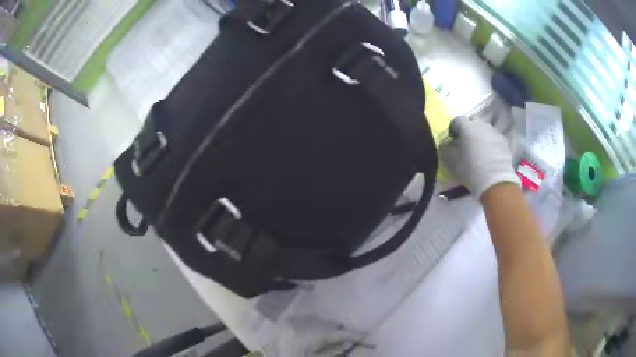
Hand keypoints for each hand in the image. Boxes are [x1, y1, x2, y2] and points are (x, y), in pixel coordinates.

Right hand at [440, 117, 519, 198]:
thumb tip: (446, 143)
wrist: (495, 181)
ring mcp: (494, 132)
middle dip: (469, 129)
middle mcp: (481, 125)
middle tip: (466, 142)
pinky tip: (489, 155)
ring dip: (480, 135)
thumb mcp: (450, 161)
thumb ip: (445, 148)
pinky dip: (490, 143)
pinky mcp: (504, 142)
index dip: (453, 128)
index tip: (453, 139)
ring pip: (485, 129)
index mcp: (467, 127)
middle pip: (473, 121)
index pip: (457, 120)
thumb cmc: (470, 169)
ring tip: (479, 149)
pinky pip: (494, 138)